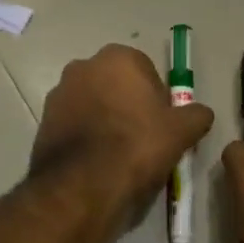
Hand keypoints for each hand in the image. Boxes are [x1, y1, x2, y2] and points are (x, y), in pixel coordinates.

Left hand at [31, 45, 214, 209]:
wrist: (83, 185)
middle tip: (143, 139)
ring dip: (105, 120)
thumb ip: (196, 114)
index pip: (147, 71)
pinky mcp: (43, 122)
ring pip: (93, 104)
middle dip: (128, 106)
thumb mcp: (182, 131)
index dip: (157, 99)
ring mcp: (58, 93)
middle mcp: (83, 66)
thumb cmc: (137, 146)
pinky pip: (74, 125)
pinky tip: (97, 163)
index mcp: (118, 57)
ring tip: (119, 156)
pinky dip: (85, 137)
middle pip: (116, 85)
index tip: (162, 124)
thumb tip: (200, 113)